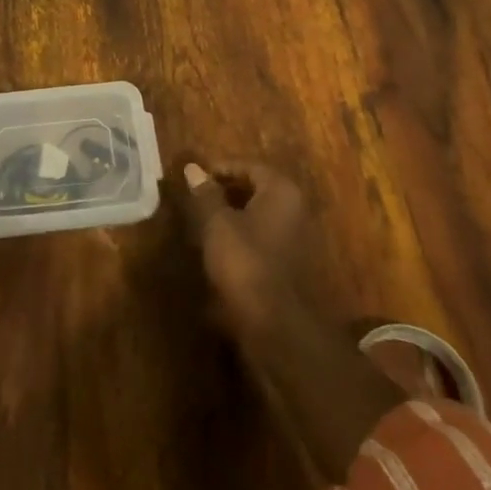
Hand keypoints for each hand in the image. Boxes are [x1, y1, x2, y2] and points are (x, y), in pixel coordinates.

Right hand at [179, 159, 405, 480]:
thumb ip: (205, 194)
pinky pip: (265, 237)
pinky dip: (244, 235)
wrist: (277, 323)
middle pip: (256, 189)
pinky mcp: (293, 262)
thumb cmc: (245, 262)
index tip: (195, 178)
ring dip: (234, 214)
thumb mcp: (217, 223)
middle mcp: (295, 208)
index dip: (220, 169)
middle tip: (197, 198)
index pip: (248, 166)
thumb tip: (193, 168)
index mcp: (281, 190)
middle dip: (226, 191)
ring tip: (204, 222)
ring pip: (260, 214)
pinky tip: (222, 248)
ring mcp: (298, 237)